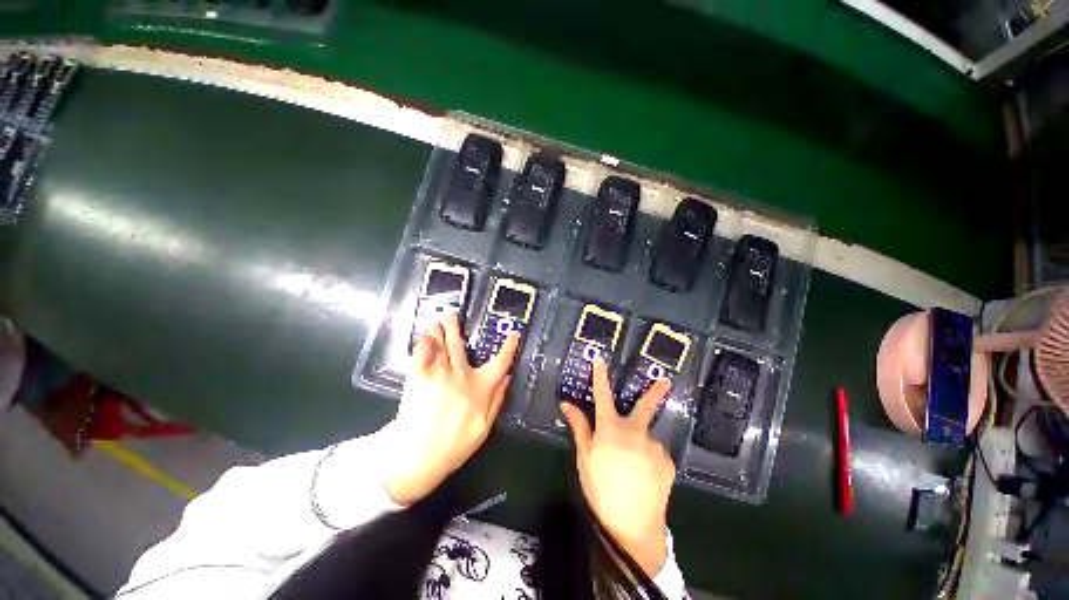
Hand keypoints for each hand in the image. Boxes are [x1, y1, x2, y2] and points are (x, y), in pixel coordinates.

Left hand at [382, 313, 518, 505]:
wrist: (416, 458)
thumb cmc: (454, 445)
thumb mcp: (484, 428)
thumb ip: (497, 400)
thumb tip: (508, 377)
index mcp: (480, 387)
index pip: (501, 362)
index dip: (509, 347)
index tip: (514, 334)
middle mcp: (461, 374)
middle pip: (461, 345)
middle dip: (456, 328)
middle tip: (452, 314)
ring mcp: (438, 373)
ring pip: (441, 344)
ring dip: (439, 330)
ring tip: (437, 321)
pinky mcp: (417, 376)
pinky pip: (421, 352)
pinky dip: (423, 342)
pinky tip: (424, 337)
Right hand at [560, 358, 674, 577]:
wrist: (634, 526)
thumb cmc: (602, 489)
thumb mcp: (585, 458)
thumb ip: (579, 427)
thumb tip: (566, 404)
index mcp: (611, 428)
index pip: (602, 395)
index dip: (600, 375)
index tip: (600, 359)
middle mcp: (636, 431)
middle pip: (645, 405)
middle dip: (655, 391)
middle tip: (665, 380)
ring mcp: (654, 446)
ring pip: (645, 436)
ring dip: (639, 443)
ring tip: (632, 468)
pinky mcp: (668, 462)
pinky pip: (655, 453)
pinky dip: (648, 458)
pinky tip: (644, 475)